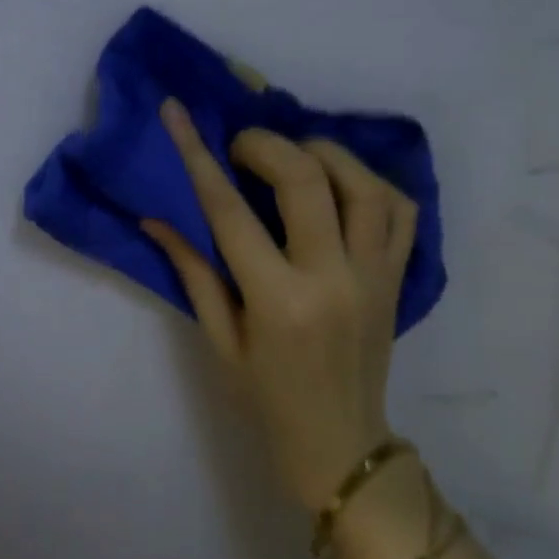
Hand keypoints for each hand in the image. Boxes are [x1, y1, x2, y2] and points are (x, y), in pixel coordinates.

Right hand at [143, 98, 416, 513]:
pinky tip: (341, 183)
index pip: (229, 210)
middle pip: (305, 180)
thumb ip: (192, 271)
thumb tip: (157, 217)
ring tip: (292, 156)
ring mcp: (376, 276)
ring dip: (323, 153)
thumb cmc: (265, 399)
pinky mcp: (400, 278)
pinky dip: (371, 182)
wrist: (340, 445)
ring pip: (364, 184)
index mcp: (277, 300)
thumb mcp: (218, 340)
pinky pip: (401, 211)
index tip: (177, 113)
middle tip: (239, 146)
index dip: (197, 154)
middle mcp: (332, 278)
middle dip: (264, 145)